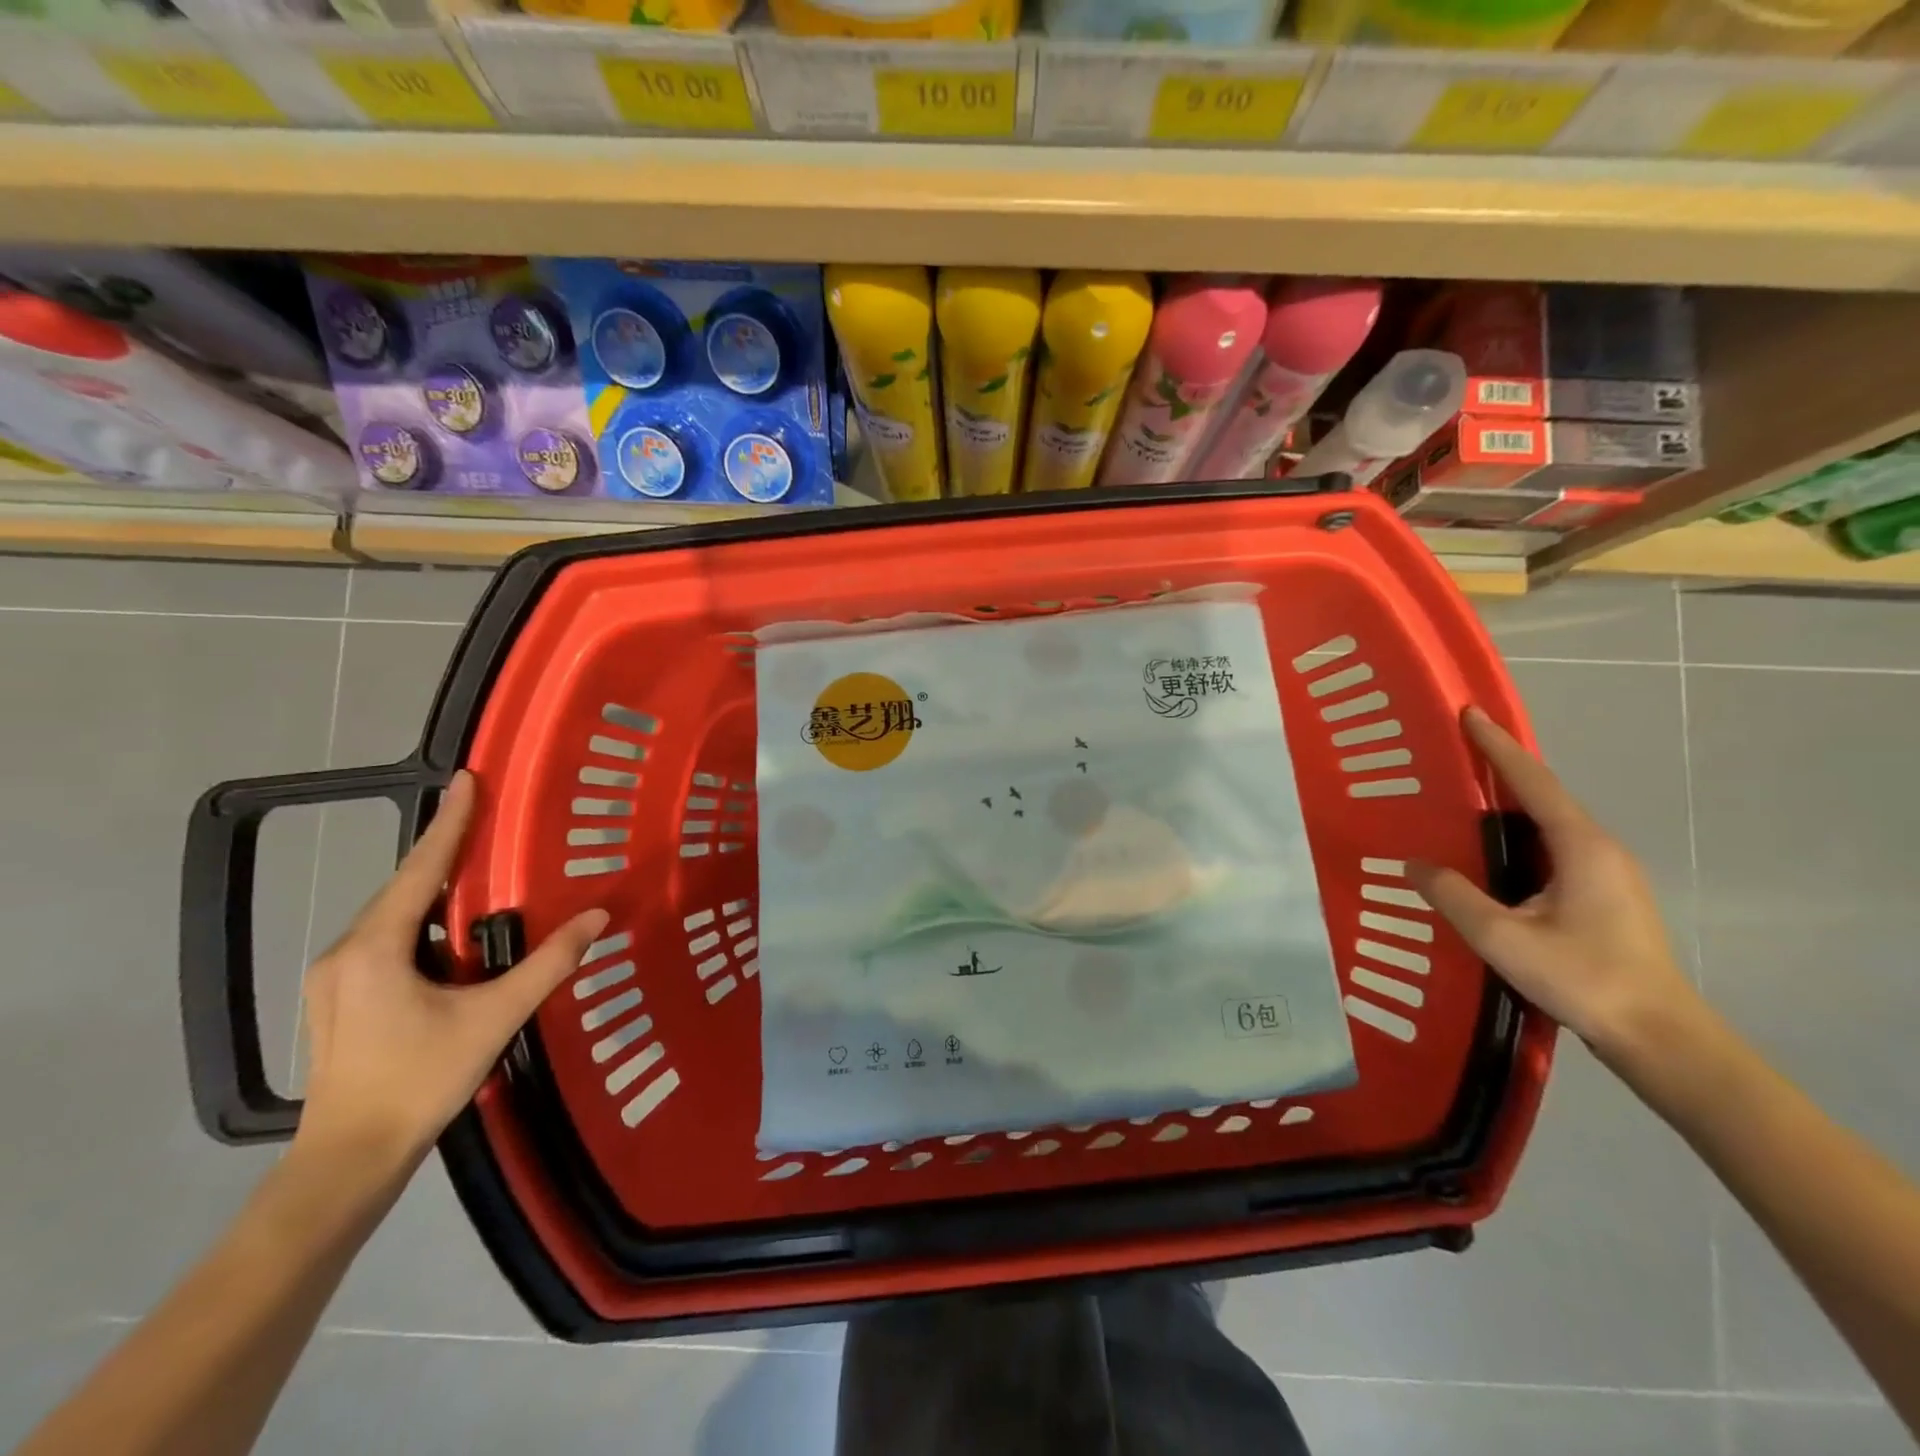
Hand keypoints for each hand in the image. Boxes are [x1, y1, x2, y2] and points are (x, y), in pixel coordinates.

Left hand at [295, 771, 607, 1176]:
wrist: (349, 1158)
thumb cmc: (420, 1080)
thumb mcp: (493, 1018)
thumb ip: (548, 963)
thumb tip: (598, 918)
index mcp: (377, 948)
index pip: (421, 868)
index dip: (449, 821)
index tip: (467, 779)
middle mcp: (347, 951)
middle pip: (404, 887)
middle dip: (444, 853)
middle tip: (484, 820)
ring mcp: (337, 977)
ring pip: (395, 917)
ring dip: (436, 894)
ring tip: (477, 877)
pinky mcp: (341, 999)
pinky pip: (388, 941)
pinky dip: (424, 925)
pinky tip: (453, 940)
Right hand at [1407, 708, 1701, 1065]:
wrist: (1659, 1036)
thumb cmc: (1583, 978)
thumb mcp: (1502, 938)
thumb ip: (1454, 896)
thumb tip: (1415, 865)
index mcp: (1580, 846)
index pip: (1533, 781)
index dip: (1498, 746)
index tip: (1469, 714)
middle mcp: (1599, 849)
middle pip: (1543, 796)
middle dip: (1500, 770)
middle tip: (1451, 756)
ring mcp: (1606, 873)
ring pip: (1548, 824)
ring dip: (1508, 806)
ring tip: (1460, 800)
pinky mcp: (1603, 896)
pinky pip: (1552, 848)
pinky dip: (1518, 835)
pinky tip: (1489, 853)